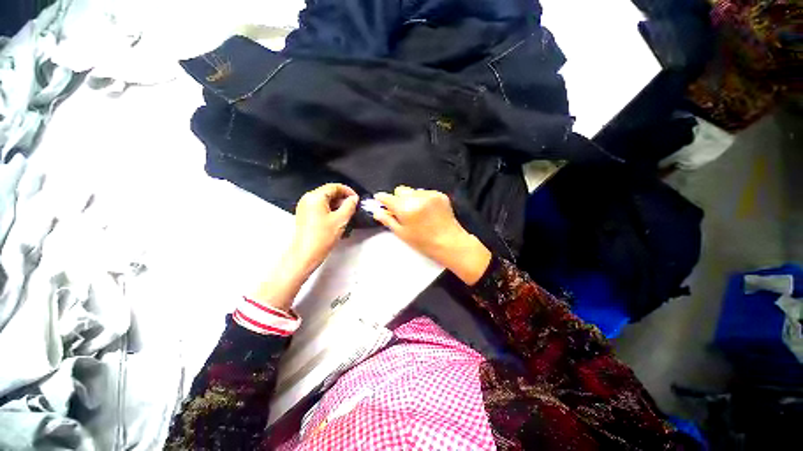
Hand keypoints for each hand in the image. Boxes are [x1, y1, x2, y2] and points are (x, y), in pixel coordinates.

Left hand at [290, 183, 358, 273]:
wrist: (306, 254)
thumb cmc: (321, 238)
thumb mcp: (341, 220)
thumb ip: (349, 206)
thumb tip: (353, 199)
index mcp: (315, 197)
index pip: (334, 186)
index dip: (348, 191)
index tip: (356, 198)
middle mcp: (308, 199)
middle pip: (329, 192)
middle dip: (343, 199)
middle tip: (353, 207)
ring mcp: (305, 207)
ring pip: (325, 200)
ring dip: (337, 205)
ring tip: (347, 215)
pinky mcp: (305, 215)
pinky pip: (320, 207)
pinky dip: (330, 210)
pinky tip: (337, 220)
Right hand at [373, 186, 490, 284]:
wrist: (450, 242)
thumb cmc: (423, 242)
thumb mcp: (402, 234)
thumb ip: (388, 220)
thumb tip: (376, 211)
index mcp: (406, 208)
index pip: (388, 197)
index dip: (382, 198)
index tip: (379, 199)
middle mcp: (417, 197)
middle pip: (400, 190)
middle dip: (398, 199)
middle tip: (402, 211)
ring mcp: (429, 194)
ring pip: (413, 191)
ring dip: (411, 198)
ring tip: (417, 212)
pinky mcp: (439, 194)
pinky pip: (424, 192)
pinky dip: (422, 199)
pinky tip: (427, 211)